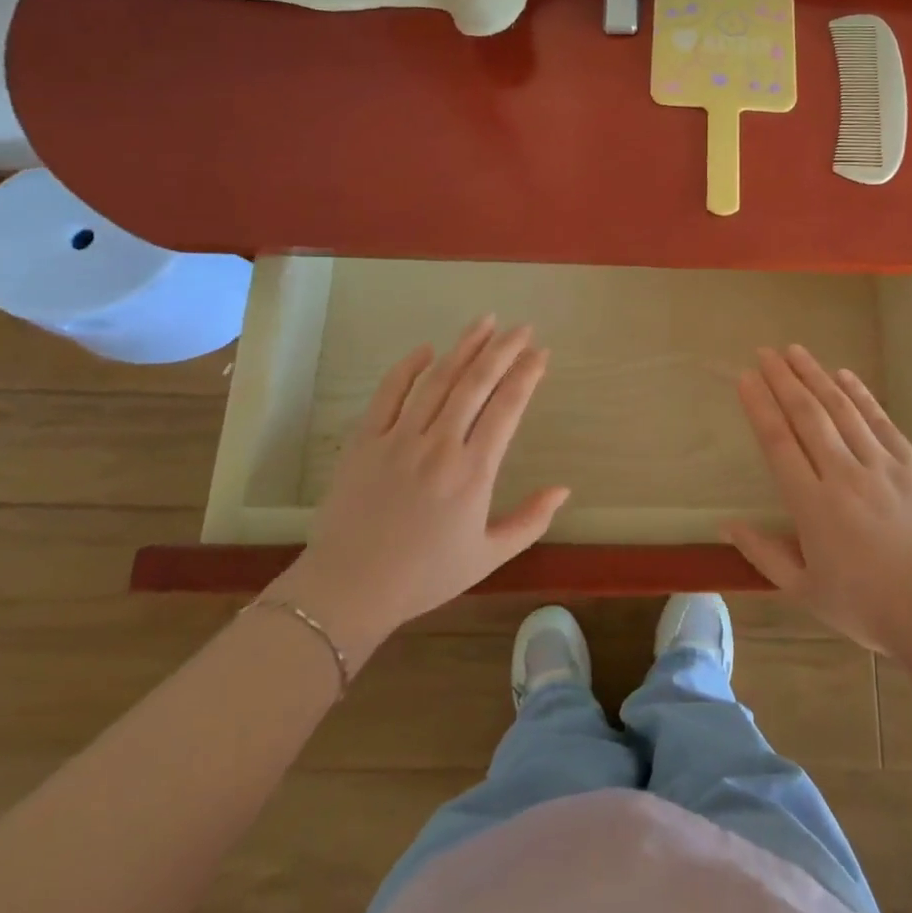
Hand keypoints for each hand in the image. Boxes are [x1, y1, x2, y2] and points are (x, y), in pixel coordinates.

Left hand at [275, 317, 569, 651]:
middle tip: (522, 327)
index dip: (527, 375)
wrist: (348, 590)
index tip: (542, 353)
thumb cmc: (424, 576)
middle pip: (477, 382)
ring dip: (464, 346)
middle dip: (503, 349)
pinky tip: (426, 349)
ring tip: (485, 322)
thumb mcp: (487, 556)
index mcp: (473, 472)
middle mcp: (439, 445)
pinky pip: (388, 393)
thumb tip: (564, 489)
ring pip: (438, 379)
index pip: (507, 408)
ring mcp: (398, 439)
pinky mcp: (364, 441)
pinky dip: (408, 367)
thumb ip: (530, 521)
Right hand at [726, 344, 911, 654]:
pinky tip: (844, 375)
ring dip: (816, 376)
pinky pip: (881, 421)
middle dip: (783, 380)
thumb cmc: (869, 608)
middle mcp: (844, 476)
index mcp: (813, 506)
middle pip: (807, 416)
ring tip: (796, 351)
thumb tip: (727, 524)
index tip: (745, 378)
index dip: (759, 406)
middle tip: (765, 352)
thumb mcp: (806, 592)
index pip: (778, 443)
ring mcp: (882, 466)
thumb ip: (764, 554)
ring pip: (842, 410)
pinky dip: (860, 395)